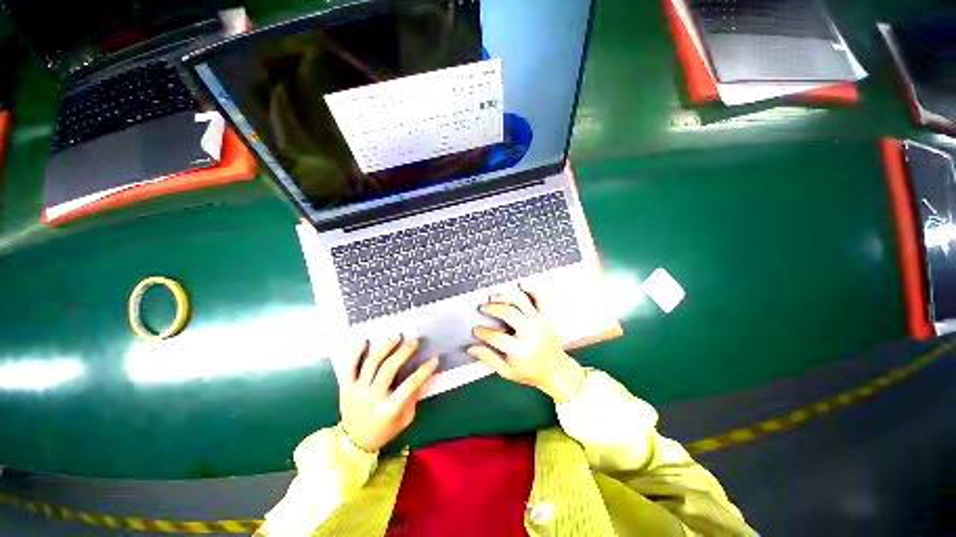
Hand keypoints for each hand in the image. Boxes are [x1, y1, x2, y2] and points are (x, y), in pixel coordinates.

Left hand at [339, 337, 438, 451]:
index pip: (410, 385)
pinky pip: (349, 367)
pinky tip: (365, 341)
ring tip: (396, 337)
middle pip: (389, 369)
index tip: (434, 358)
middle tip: (414, 341)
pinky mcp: (345, 387)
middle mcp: (372, 397)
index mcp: (388, 409)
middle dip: (403, 352)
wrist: (354, 443)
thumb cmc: (385, 430)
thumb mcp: (405, 419)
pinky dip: (356, 352)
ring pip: (371, 363)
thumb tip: (427, 376)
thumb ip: (414, 398)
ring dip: (385, 347)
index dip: (424, 371)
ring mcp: (357, 391)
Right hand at [468, 289, 585, 401]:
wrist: (557, 371)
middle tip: (482, 308)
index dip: (482, 332)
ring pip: (521, 302)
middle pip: (508, 313)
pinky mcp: (545, 317)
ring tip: (493, 297)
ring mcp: (539, 322)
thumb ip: (489, 359)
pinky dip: (529, 290)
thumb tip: (472, 348)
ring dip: (505, 297)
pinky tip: (519, 286)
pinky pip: (538, 299)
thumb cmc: (531, 372)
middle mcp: (530, 333)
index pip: (496, 337)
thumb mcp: (507, 372)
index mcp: (520, 350)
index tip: (476, 329)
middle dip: (492, 308)